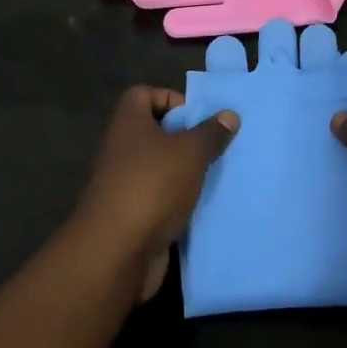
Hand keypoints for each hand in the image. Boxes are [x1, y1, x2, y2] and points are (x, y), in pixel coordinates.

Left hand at [75, 86, 238, 299]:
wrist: (117, 253)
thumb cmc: (152, 185)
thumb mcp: (190, 152)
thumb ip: (211, 132)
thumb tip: (229, 114)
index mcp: (129, 123)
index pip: (143, 94)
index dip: (170, 98)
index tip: (198, 116)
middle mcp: (123, 149)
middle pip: (156, 132)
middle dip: (187, 138)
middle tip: (218, 145)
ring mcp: (125, 185)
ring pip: (162, 169)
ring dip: (187, 173)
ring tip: (219, 175)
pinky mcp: (134, 217)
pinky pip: (162, 200)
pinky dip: (181, 203)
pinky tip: (207, 206)